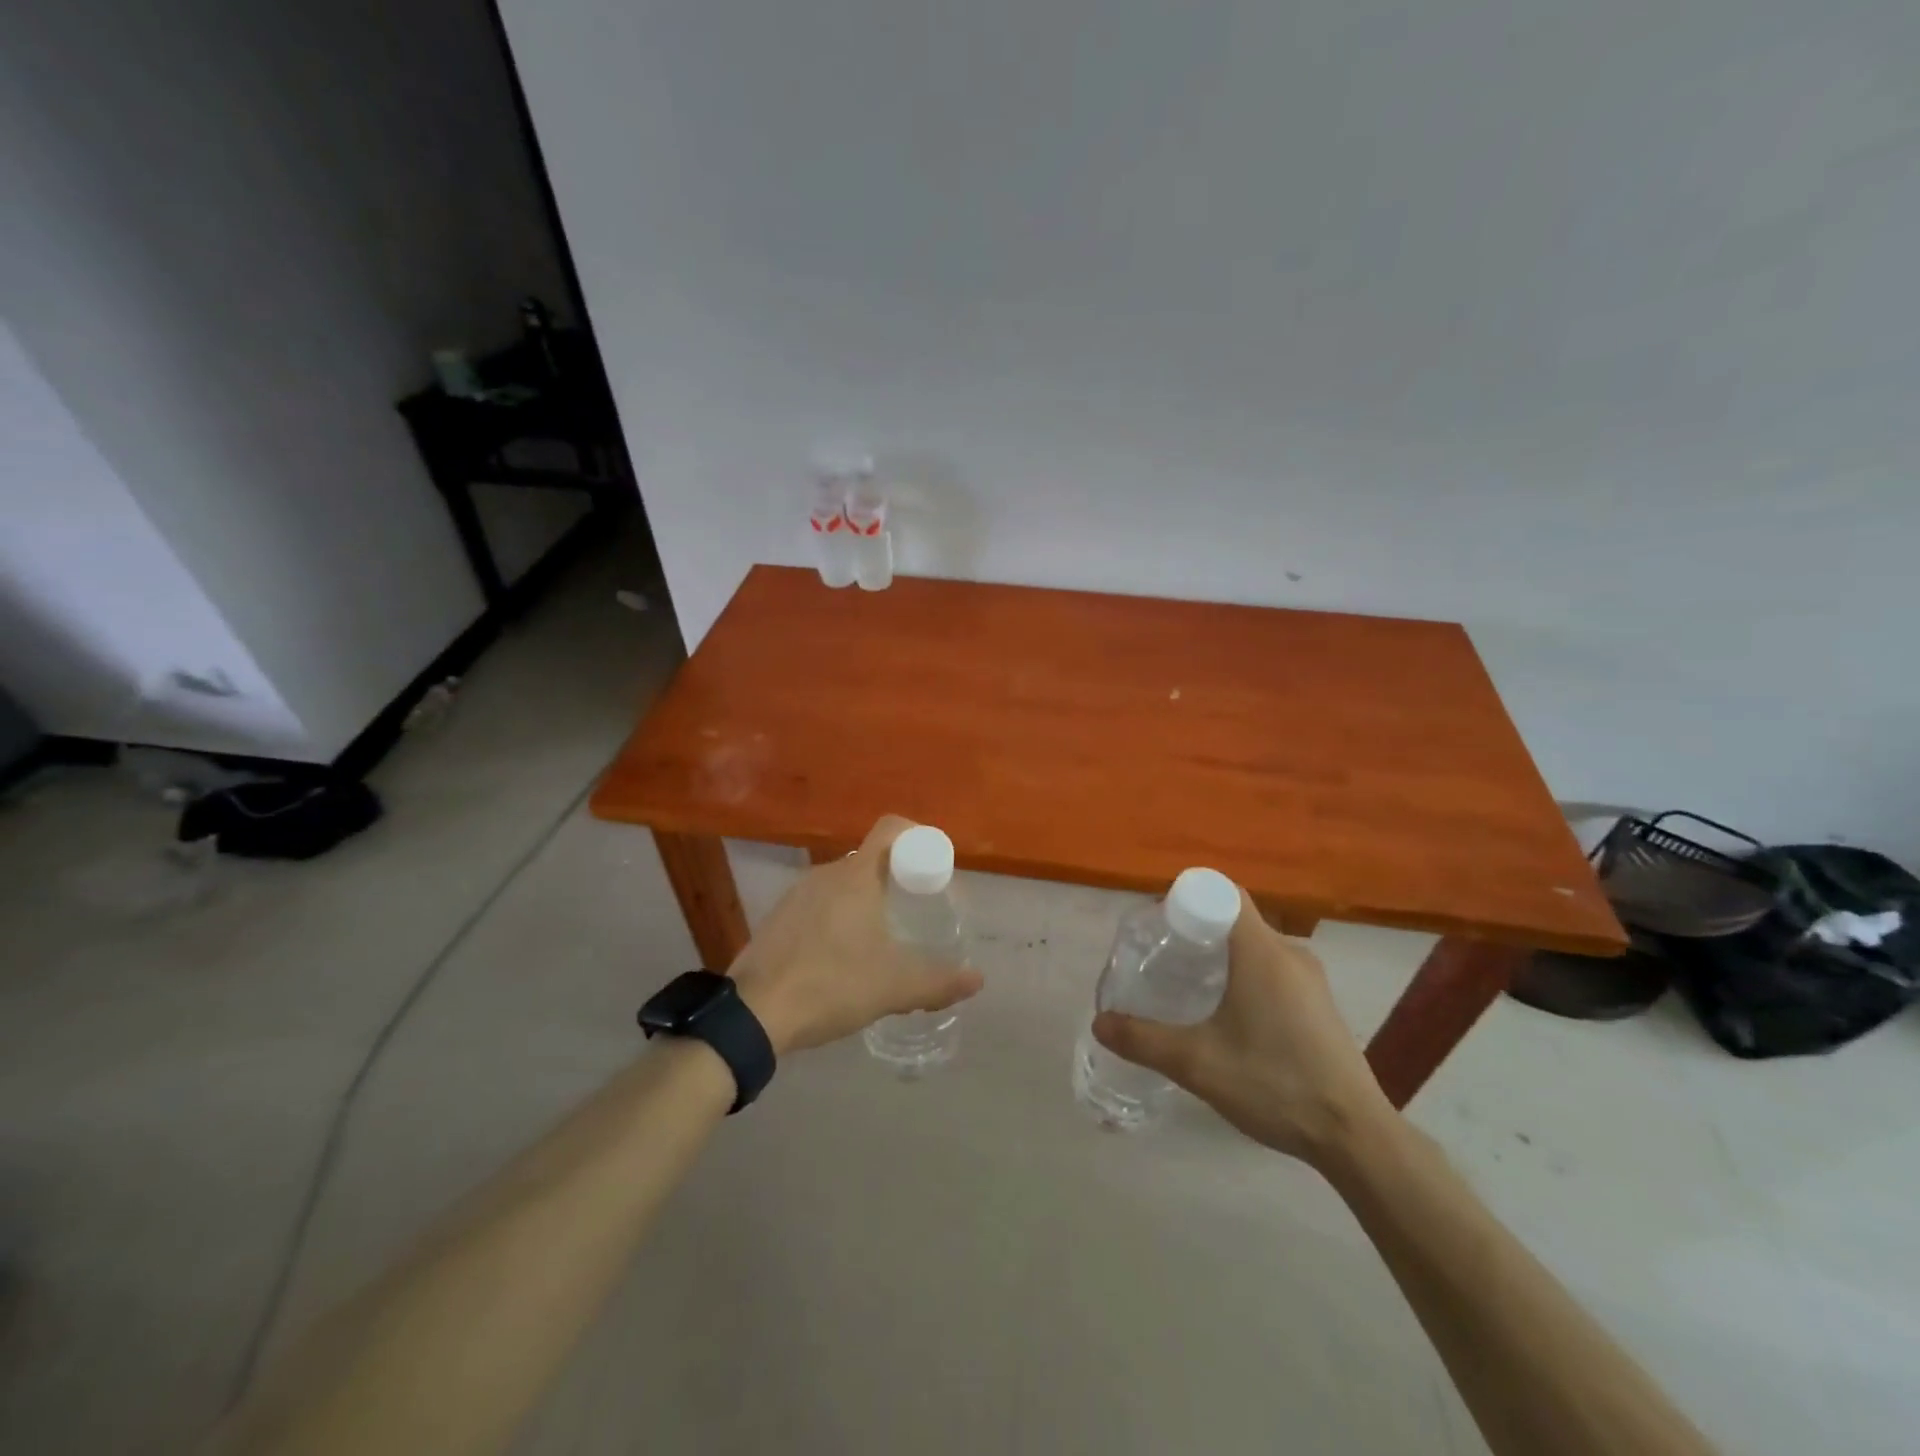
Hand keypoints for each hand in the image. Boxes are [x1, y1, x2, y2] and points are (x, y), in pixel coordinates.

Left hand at [730, 815, 984, 1054]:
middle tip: (916, 910)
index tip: (933, 867)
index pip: (891, 829)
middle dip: (896, 878)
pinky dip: (838, 918)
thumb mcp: (894, 987)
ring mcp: (796, 895)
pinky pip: (819, 904)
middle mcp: (825, 874)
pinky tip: (842, 957)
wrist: (752, 1015)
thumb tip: (977, 979)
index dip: (918, 837)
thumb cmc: (831, 985)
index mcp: (855, 876)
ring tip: (882, 938)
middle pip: (869, 858)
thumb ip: (939, 982)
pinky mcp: (777, 918)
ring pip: (843, 883)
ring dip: (866, 900)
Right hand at [1092, 889, 1395, 1166]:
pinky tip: (1228, 1014)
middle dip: (1196, 931)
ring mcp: (1311, 979)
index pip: (1221, 893)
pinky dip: (1245, 976)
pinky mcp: (1320, 1004)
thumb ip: (1144, 1039)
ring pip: (1255, 947)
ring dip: (1221, 956)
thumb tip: (1099, 1022)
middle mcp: (1289, 952)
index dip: (1185, 899)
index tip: (1158, 925)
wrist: (1356, 1136)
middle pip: (1235, 919)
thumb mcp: (1197, 1063)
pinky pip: (1273, 969)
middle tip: (1162, 958)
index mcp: (1262, 950)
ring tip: (1188, 985)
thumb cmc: (1274, 1083)